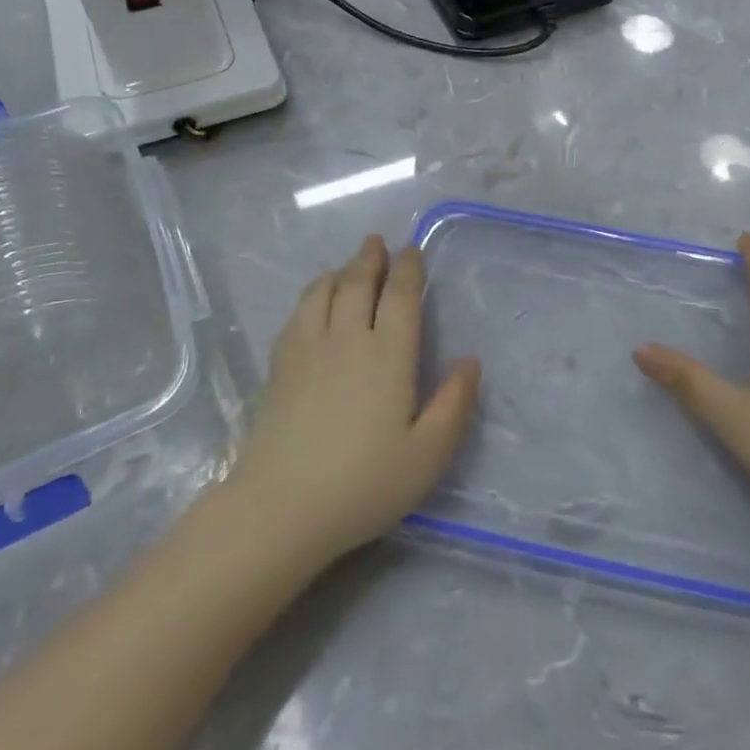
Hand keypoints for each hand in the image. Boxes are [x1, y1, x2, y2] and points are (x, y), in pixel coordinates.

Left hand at [226, 235, 481, 571]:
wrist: (281, 507)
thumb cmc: (364, 484)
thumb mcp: (427, 455)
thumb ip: (454, 404)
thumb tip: (470, 361)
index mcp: (388, 354)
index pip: (401, 295)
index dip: (408, 268)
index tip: (412, 250)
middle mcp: (348, 338)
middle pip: (359, 281)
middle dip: (371, 257)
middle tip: (378, 241)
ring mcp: (308, 347)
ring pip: (324, 290)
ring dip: (341, 270)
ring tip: (349, 265)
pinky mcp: (280, 364)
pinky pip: (299, 311)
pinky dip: (313, 293)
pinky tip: (315, 300)